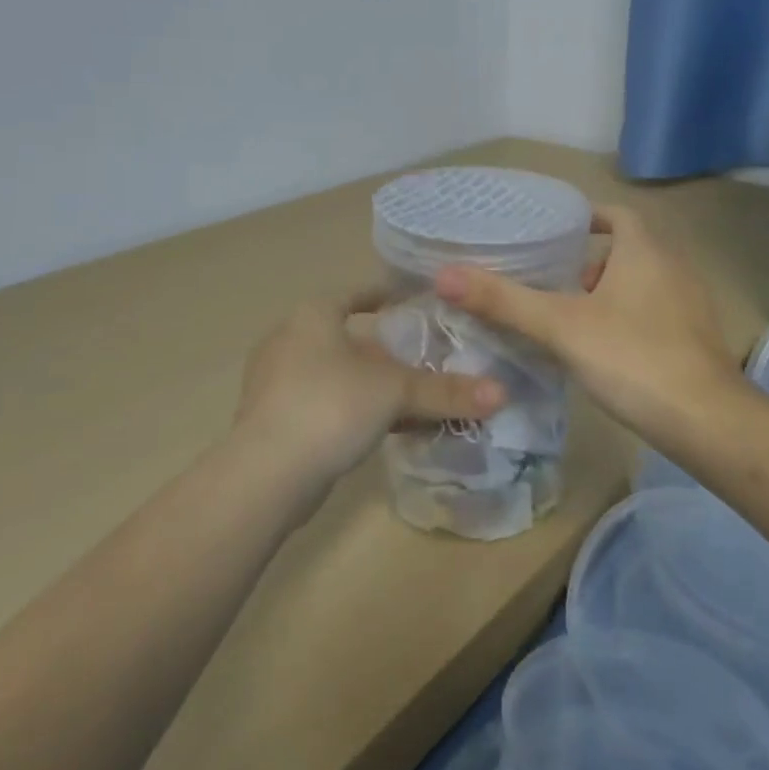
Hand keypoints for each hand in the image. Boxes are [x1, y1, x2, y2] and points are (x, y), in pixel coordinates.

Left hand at [233, 290, 506, 491]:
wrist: (266, 475)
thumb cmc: (331, 406)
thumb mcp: (396, 392)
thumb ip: (446, 392)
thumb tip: (502, 394)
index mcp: (312, 316)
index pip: (355, 294)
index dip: (386, 296)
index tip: (414, 305)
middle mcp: (290, 341)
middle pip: (349, 338)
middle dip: (386, 351)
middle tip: (425, 359)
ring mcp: (277, 383)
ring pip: (338, 375)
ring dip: (373, 386)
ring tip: (414, 398)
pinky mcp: (275, 421)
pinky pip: (327, 405)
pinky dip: (357, 410)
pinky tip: (386, 430)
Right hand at [435, 205, 743, 443]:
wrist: (706, 420)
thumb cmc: (632, 357)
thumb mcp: (561, 327)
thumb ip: (504, 301)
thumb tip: (444, 275)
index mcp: (645, 249)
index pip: (615, 214)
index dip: (585, 218)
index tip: (553, 232)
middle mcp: (673, 266)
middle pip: (627, 247)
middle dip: (589, 260)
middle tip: (551, 279)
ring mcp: (690, 302)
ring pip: (641, 281)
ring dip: (608, 290)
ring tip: (570, 314)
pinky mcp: (696, 336)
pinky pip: (655, 310)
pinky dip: (627, 315)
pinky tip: (603, 348)